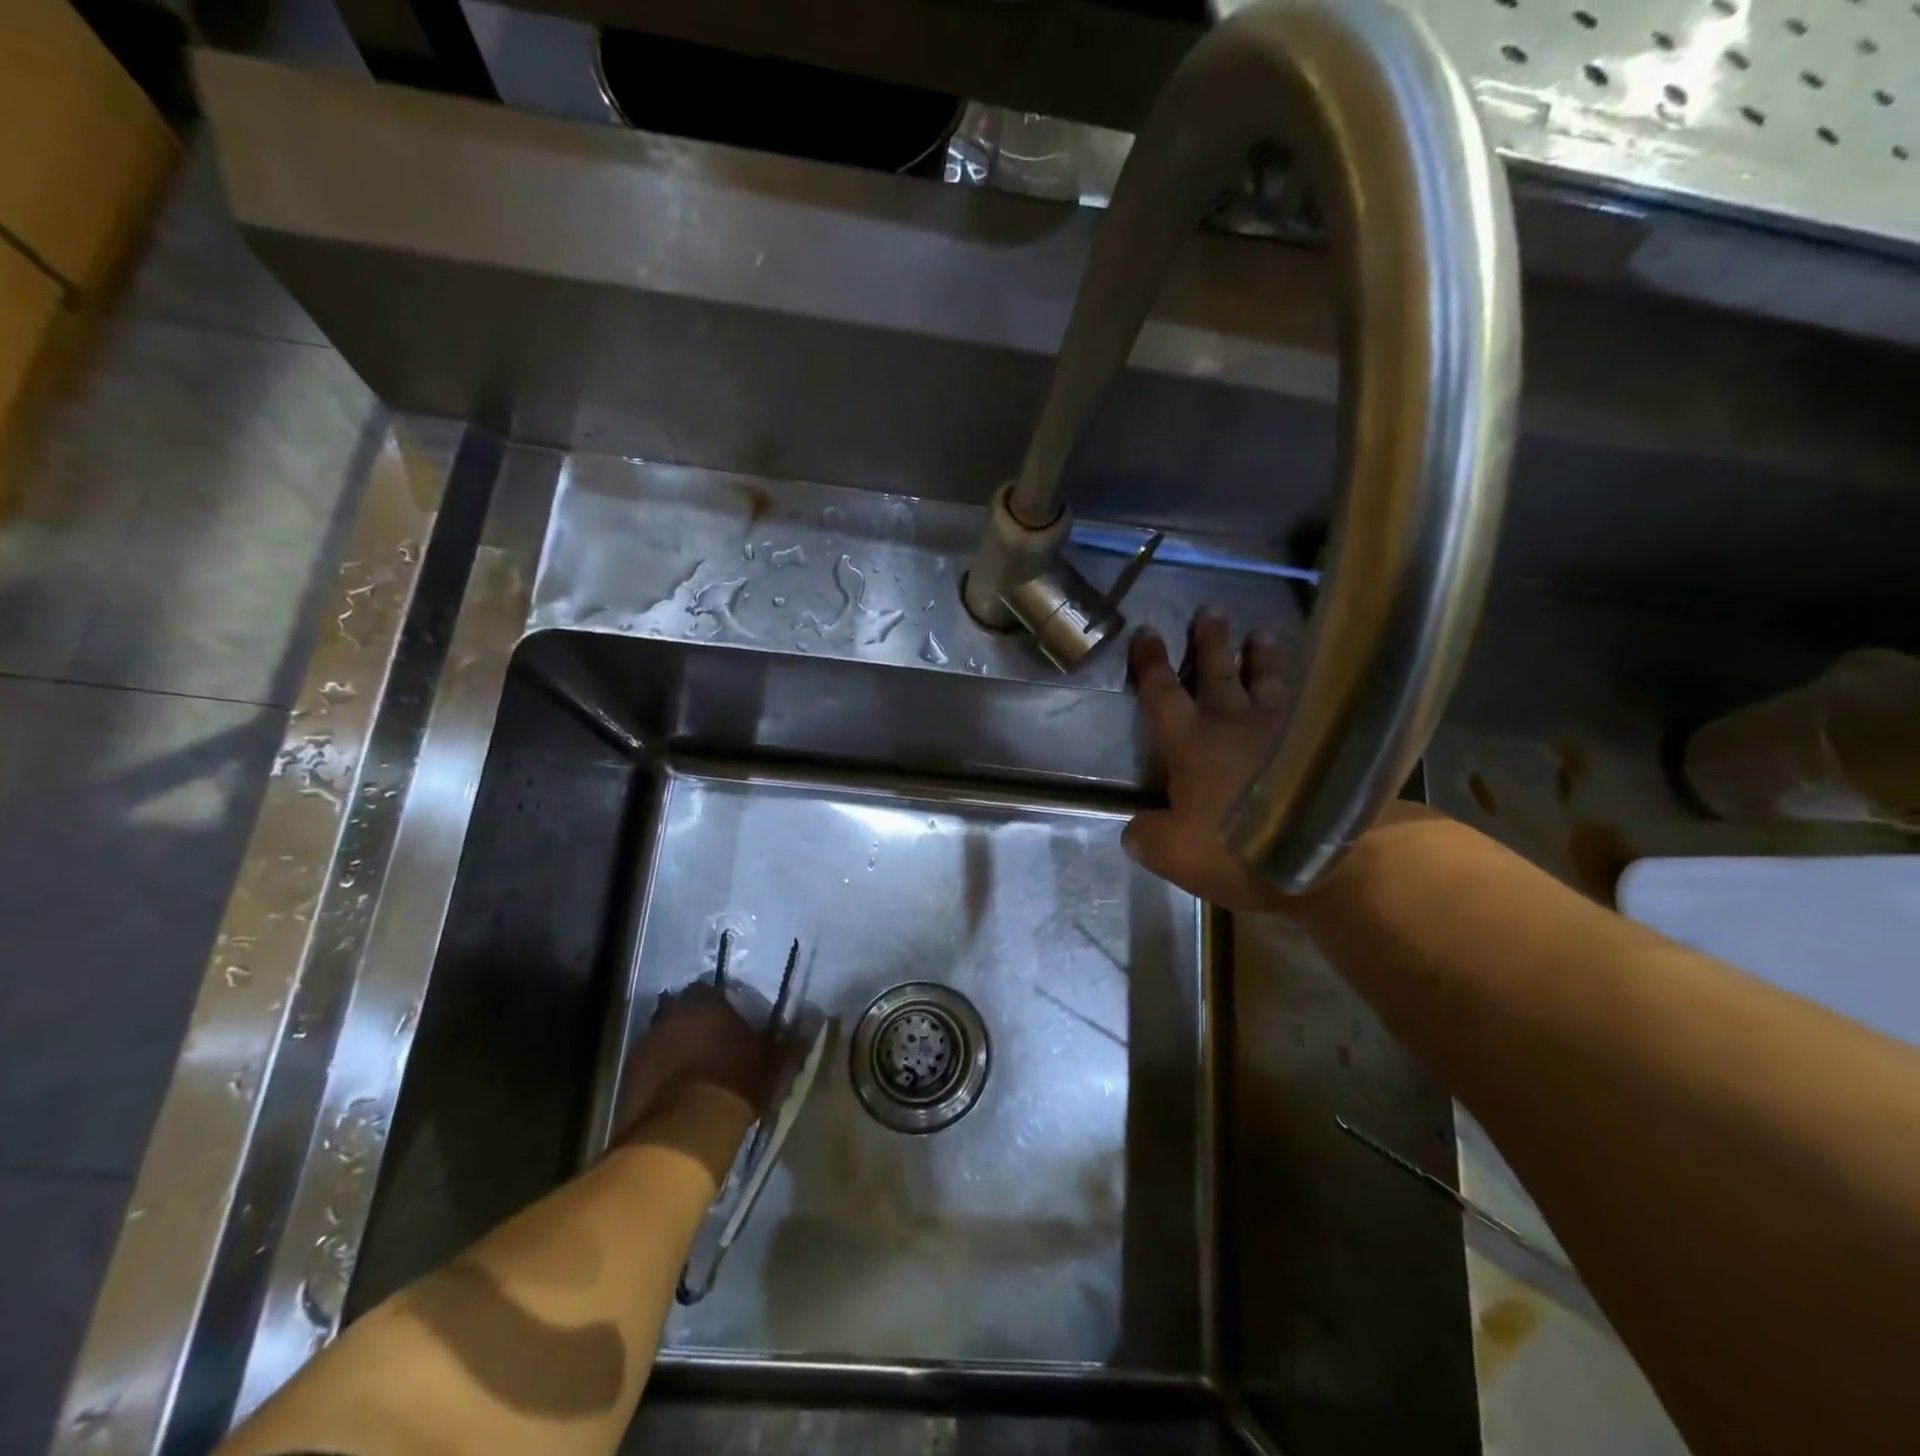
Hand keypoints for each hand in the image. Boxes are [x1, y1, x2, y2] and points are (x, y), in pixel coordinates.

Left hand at [614, 982, 780, 1138]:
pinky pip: (647, 1068)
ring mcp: (644, 1045)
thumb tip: (811, 1018)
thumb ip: (787, 1038)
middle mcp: (670, 1014)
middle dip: (691, 1025)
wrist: (685, 1131)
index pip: (708, 990)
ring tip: (690, 1073)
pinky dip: (658, 1076)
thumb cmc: (735, 1082)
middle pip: (680, 1012)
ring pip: (661, 1038)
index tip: (729, 1023)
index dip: (718, 1006)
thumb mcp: (773, 1060)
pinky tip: (673, 1094)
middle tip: (709, 1046)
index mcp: (705, 1002)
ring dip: (673, 1049)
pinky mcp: (627, 1077)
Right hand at [1123, 609, 1294, 913]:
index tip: (1146, 633)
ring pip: (1269, 679)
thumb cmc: (1238, 849)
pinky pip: (1311, 700)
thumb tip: (1136, 827)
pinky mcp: (1324, 741)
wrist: (1325, 855)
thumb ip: (1147, 836)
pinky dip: (1309, 684)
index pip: (1163, 695)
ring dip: (1262, 656)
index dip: (1151, 664)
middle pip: (1218, 673)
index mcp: (1191, 745)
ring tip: (1262, 634)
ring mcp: (1283, 727)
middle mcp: (1234, 724)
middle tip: (1210, 611)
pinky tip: (1316, 678)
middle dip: (1210, 642)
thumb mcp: (1174, 854)